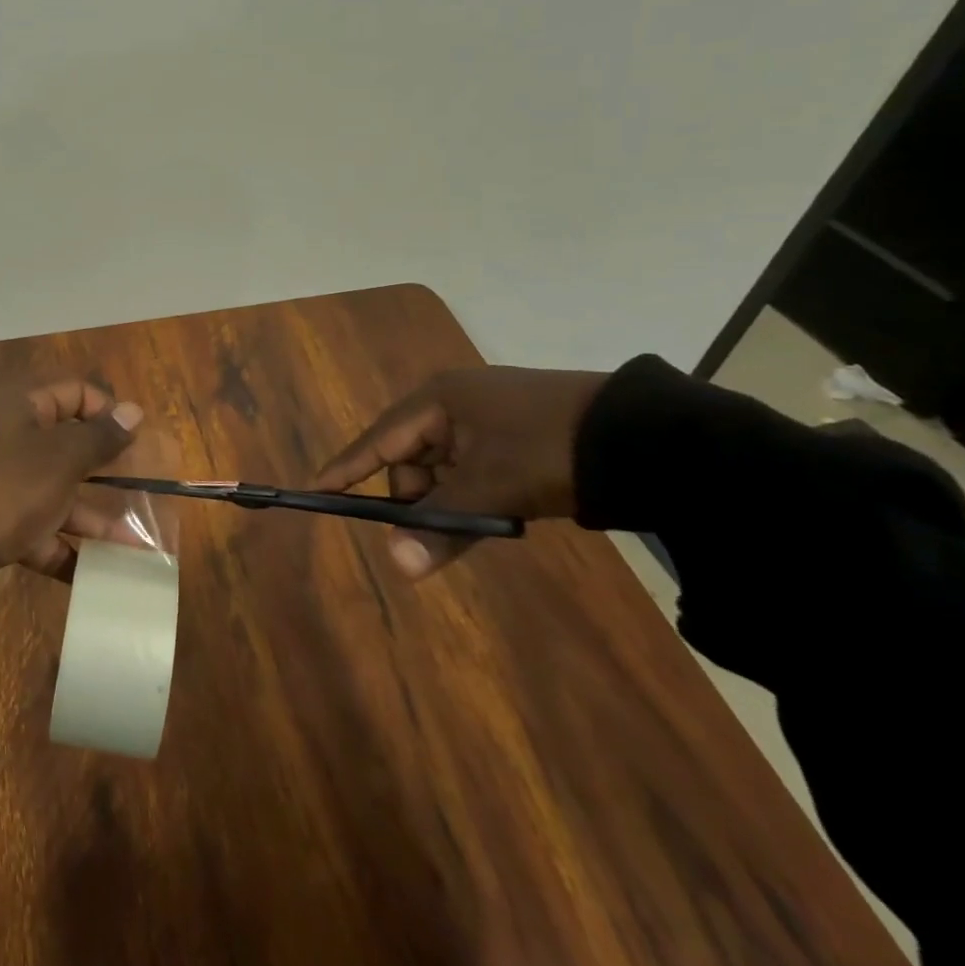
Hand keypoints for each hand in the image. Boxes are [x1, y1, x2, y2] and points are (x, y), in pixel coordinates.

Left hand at [0, 378, 144, 576]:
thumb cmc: (10, 486)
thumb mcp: (62, 457)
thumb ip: (100, 436)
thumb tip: (134, 411)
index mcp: (21, 405)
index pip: (75, 391)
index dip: (108, 412)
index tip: (135, 442)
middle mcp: (10, 434)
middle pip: (69, 444)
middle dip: (108, 471)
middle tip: (144, 489)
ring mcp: (1, 479)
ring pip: (57, 490)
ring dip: (95, 517)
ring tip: (136, 546)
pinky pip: (38, 527)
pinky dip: (64, 546)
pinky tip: (97, 573)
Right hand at [313, 366, 608, 578]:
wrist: (649, 438)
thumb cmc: (550, 449)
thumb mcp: (492, 488)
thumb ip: (442, 524)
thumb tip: (399, 567)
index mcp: (439, 398)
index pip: (378, 438)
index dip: (348, 467)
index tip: (316, 489)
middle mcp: (455, 402)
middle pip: (412, 457)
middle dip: (418, 496)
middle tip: (436, 530)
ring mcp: (487, 417)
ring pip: (445, 467)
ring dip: (452, 499)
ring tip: (484, 520)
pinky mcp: (516, 435)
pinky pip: (474, 469)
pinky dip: (476, 494)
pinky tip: (498, 512)